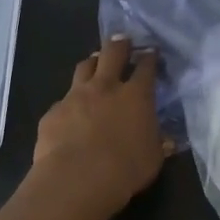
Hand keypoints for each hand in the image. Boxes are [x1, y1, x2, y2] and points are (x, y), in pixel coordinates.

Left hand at [31, 35, 173, 219]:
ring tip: (95, 63)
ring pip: (84, 67)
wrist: (76, 179)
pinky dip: (71, 101)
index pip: (146, 67)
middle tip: (123, 40)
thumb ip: (158, 144)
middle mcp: (105, 87)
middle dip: (120, 44)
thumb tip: (165, 140)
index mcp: (136, 96)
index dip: (150, 58)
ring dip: (92, 62)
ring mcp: (75, 96)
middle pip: (112, 53)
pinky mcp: (53, 112)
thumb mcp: (153, 159)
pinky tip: (72, 111)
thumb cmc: (124, 170)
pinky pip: (64, 99)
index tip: (152, 53)